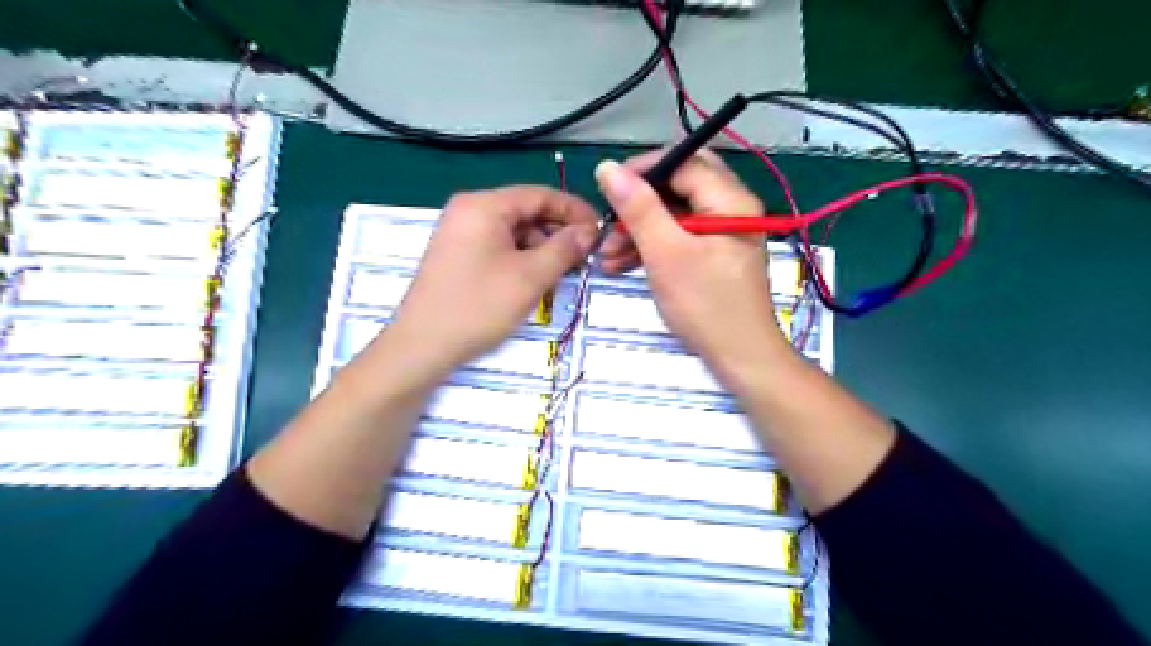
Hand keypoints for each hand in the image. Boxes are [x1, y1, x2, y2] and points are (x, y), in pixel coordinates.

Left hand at [390, 187, 597, 375]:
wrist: (422, 346)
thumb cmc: (478, 306)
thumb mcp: (530, 277)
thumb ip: (564, 248)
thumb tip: (590, 231)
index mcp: (484, 205)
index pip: (540, 194)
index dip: (574, 210)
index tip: (600, 230)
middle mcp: (469, 210)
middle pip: (526, 211)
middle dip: (558, 232)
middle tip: (585, 257)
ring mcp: (460, 232)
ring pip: (514, 231)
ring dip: (542, 248)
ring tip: (562, 274)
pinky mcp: (457, 254)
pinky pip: (499, 246)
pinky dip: (522, 259)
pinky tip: (536, 280)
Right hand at [592, 152, 792, 378]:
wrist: (740, 357)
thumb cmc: (706, 305)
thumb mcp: (666, 253)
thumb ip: (638, 208)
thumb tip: (608, 168)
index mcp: (729, 199)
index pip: (682, 162)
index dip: (642, 171)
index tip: (607, 189)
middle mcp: (731, 208)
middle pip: (677, 187)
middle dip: (638, 204)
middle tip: (609, 222)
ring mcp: (723, 232)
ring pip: (674, 215)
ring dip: (639, 230)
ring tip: (607, 255)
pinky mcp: (714, 254)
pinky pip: (679, 237)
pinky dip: (652, 246)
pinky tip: (623, 264)